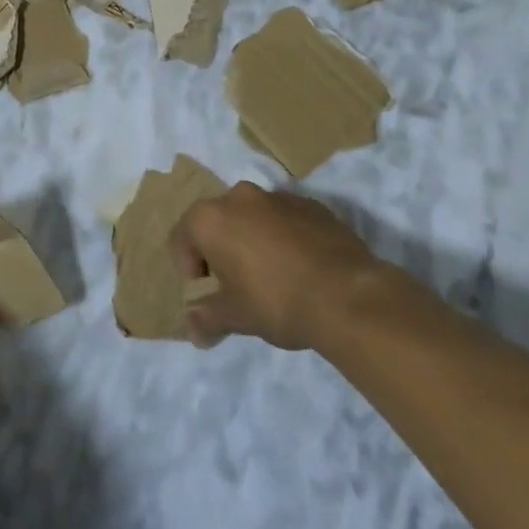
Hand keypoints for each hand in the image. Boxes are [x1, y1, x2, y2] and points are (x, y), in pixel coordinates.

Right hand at [172, 183, 384, 350]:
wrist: (347, 294)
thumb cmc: (276, 301)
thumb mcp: (235, 316)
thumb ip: (207, 318)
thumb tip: (194, 331)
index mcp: (211, 218)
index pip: (181, 236)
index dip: (186, 265)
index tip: (205, 290)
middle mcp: (239, 197)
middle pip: (217, 220)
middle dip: (219, 248)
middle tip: (234, 282)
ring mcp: (278, 197)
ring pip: (252, 216)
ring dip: (252, 239)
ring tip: (270, 274)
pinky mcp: (312, 204)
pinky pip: (284, 218)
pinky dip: (283, 236)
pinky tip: (299, 267)